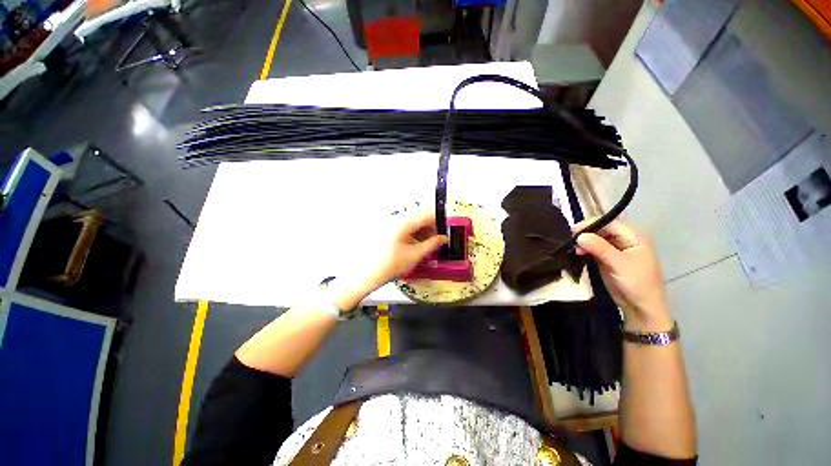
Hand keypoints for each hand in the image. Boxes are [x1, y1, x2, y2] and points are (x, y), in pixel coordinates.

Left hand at [372, 211, 448, 284]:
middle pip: (420, 217)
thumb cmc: (390, 265)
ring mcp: (390, 224)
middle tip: (437, 241)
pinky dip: (413, 234)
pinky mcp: (387, 230)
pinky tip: (415, 246)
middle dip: (431, 228)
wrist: (367, 274)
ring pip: (412, 223)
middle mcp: (397, 219)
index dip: (440, 223)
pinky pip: (404, 227)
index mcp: (405, 222)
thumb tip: (444, 238)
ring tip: (427, 246)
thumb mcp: (415, 255)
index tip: (445, 233)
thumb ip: (433, 244)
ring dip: (422, 232)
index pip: (428, 215)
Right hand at [573, 220, 672, 331]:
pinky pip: (595, 250)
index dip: (592, 224)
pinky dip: (586, 250)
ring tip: (574, 249)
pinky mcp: (609, 260)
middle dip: (587, 233)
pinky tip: (578, 253)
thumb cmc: (636, 284)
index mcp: (634, 238)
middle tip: (572, 240)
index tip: (574, 230)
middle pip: (603, 230)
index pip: (611, 224)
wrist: (641, 308)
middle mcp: (625, 241)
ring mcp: (616, 251)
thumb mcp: (619, 264)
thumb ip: (600, 248)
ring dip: (585, 242)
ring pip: (597, 240)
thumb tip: (580, 236)